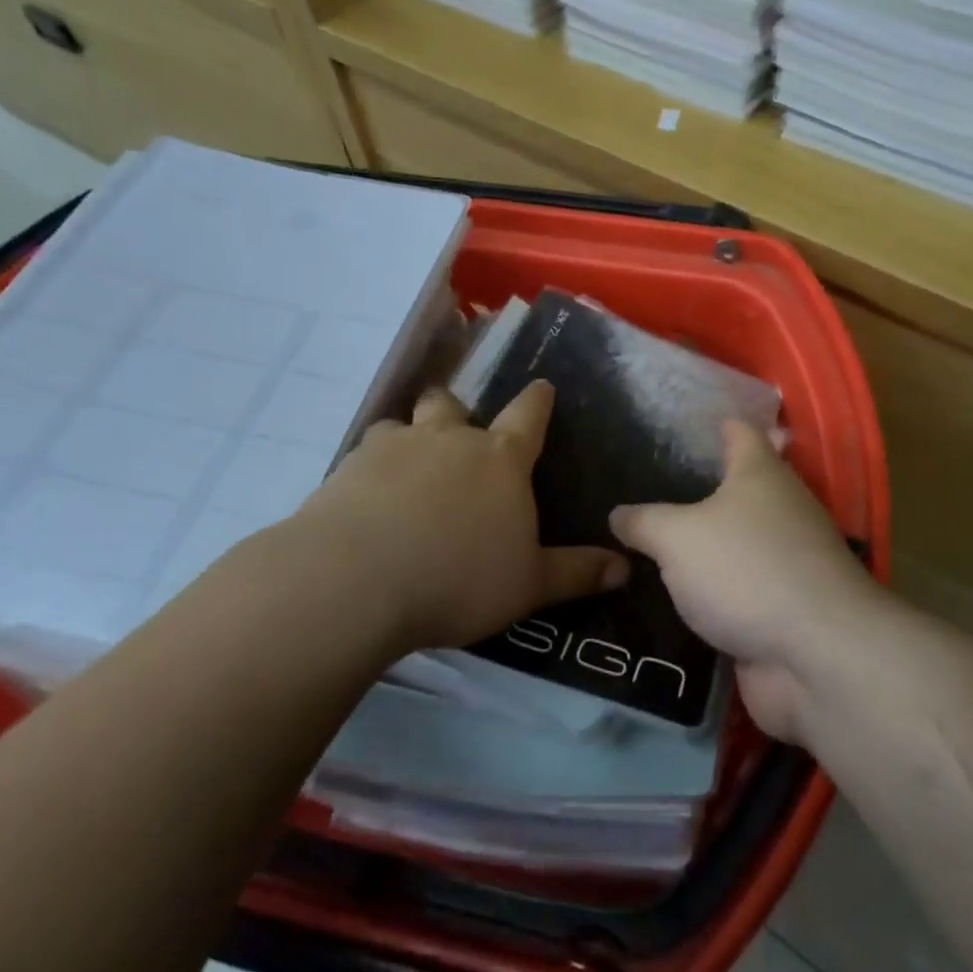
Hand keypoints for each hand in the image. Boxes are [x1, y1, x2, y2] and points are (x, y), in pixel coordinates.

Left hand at [285, 380, 626, 654]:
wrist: (357, 581)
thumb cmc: (459, 579)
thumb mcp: (528, 585)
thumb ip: (576, 572)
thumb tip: (625, 566)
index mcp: (500, 460)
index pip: (528, 415)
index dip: (538, 400)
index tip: (542, 386)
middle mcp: (448, 439)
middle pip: (452, 404)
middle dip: (457, 410)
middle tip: (457, 430)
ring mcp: (393, 448)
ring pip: (403, 422)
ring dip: (410, 436)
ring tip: (407, 465)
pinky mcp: (347, 468)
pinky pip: (364, 454)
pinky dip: (372, 468)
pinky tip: (367, 497)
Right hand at [610, 422, 884, 743]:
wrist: (815, 655)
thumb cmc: (745, 570)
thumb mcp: (677, 538)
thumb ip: (644, 522)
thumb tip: (618, 514)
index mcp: (761, 475)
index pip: (740, 433)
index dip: (716, 425)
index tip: (686, 425)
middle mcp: (782, 511)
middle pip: (741, 490)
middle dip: (701, 491)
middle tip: (647, 492)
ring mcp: (788, 563)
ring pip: (739, 545)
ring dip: (706, 548)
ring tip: (651, 546)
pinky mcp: (785, 609)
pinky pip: (740, 592)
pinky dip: (714, 594)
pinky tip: (676, 600)